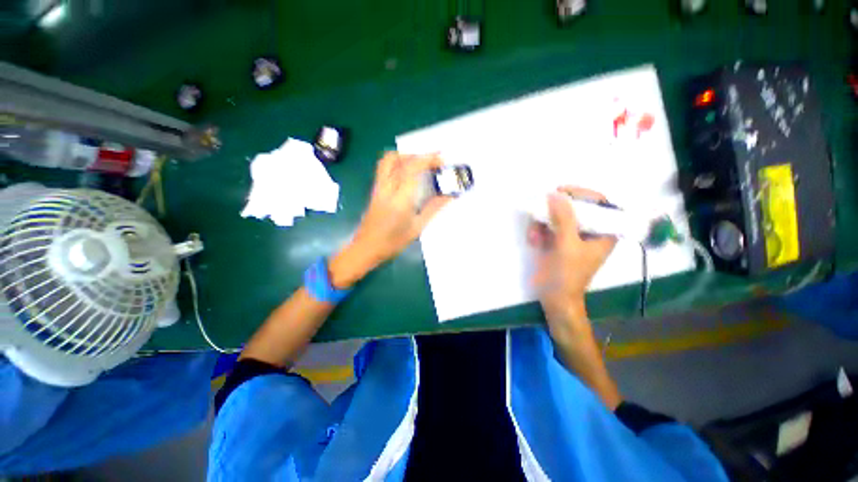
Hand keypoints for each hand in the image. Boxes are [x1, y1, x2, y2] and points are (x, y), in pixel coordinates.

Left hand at [329, 152, 450, 287]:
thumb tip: (449, 195)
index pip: (412, 169)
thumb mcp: (417, 227)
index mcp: (400, 199)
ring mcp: (378, 187)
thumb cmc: (393, 241)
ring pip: (388, 160)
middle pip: (399, 159)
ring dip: (405, 156)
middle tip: (433, 161)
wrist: (366, 247)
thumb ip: (433, 208)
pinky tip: (407, 171)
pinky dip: (397, 162)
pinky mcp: (375, 189)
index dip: (427, 159)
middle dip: (418, 155)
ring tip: (420, 163)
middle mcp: (387, 188)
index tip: (441, 159)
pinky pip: (384, 167)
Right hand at [527, 187, 615, 333]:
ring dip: (542, 223)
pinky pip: (548, 227)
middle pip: (575, 208)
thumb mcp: (567, 246)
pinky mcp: (557, 242)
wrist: (555, 299)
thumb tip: (555, 194)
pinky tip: (532, 241)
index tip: (561, 192)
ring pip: (558, 217)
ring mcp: (572, 237)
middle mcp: (590, 232)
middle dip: (555, 211)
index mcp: (604, 232)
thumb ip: (563, 219)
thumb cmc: (567, 275)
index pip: (600, 203)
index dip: (581, 194)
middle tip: (540, 209)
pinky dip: (538, 231)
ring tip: (533, 235)